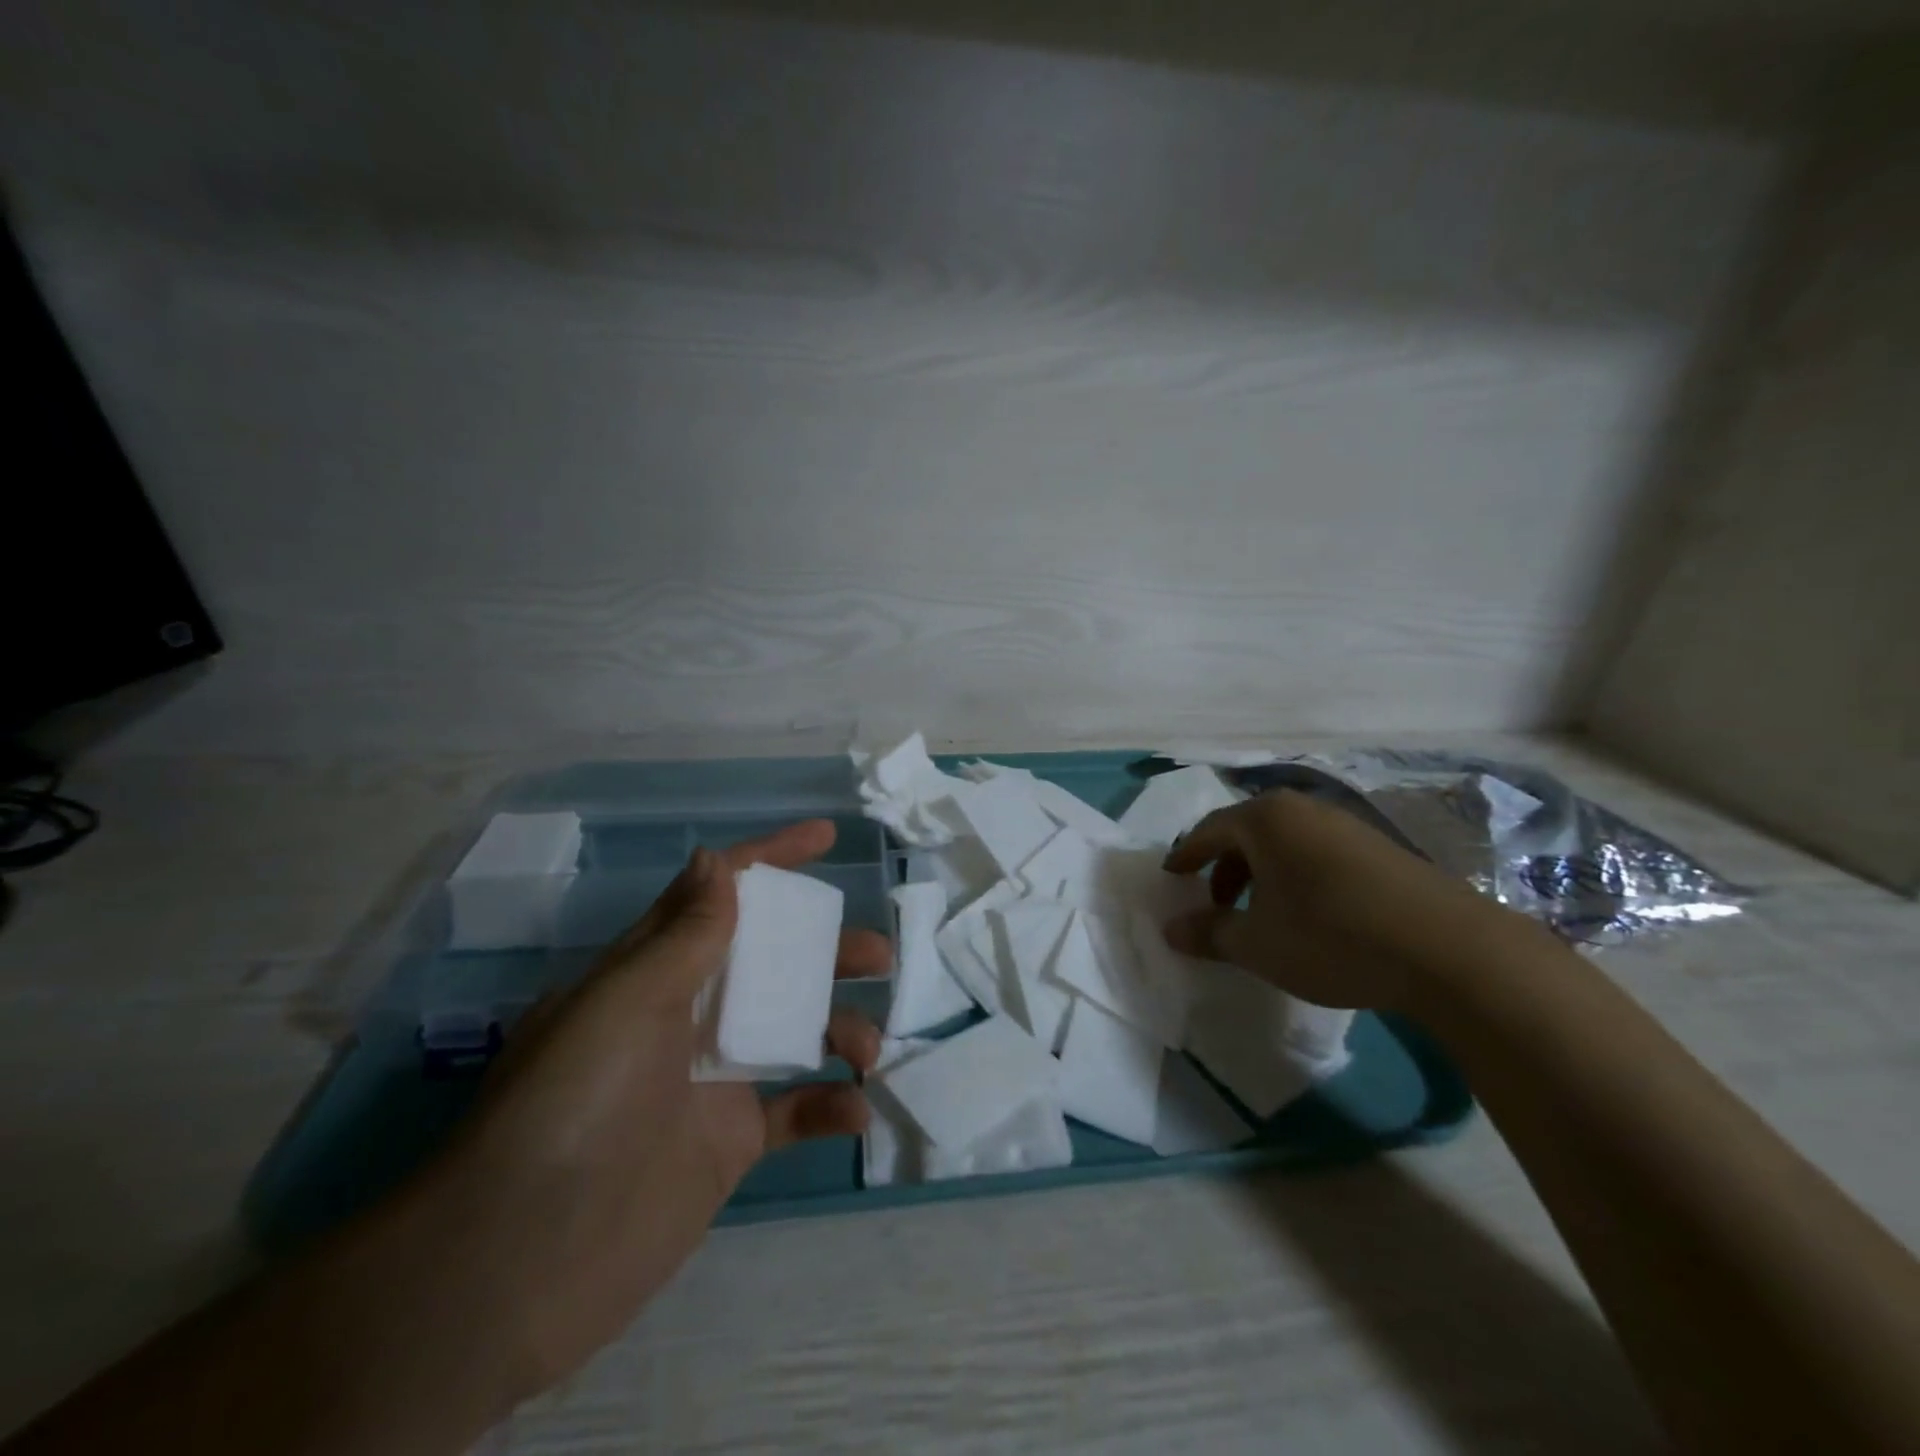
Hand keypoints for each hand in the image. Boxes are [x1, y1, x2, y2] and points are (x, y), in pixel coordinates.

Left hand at [430, 820, 889, 1395]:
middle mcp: (687, 1015)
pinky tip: (856, 1109)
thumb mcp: (625, 1002)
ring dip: (840, 1027)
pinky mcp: (730, 1142)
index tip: (825, 837)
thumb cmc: (571, 1104)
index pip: (718, 896)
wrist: (520, 1265)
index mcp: (655, 971)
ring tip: (867, 1047)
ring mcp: (712, 1079)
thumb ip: (685, 935)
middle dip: (827, 950)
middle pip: (773, 961)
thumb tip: (716, 861)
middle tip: (878, 956)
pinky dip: (830, 1106)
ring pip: (794, 1030)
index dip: (770, 860)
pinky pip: (794, 1111)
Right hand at [1160, 790, 1516, 1010]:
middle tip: (1214, 901)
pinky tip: (1310, 914)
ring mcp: (1346, 824)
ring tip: (1262, 912)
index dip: (1185, 856)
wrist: (1448, 950)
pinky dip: (1297, 875)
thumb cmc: (1330, 937)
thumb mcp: (1257, 944)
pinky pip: (1317, 852)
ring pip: (1285, 842)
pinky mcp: (1380, 847)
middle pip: (1247, 831)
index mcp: (1265, 819)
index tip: (1172, 879)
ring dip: (1262, 873)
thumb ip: (1208, 933)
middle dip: (1224, 866)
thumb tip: (1170, 929)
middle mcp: (1303, 809)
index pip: (1207, 830)